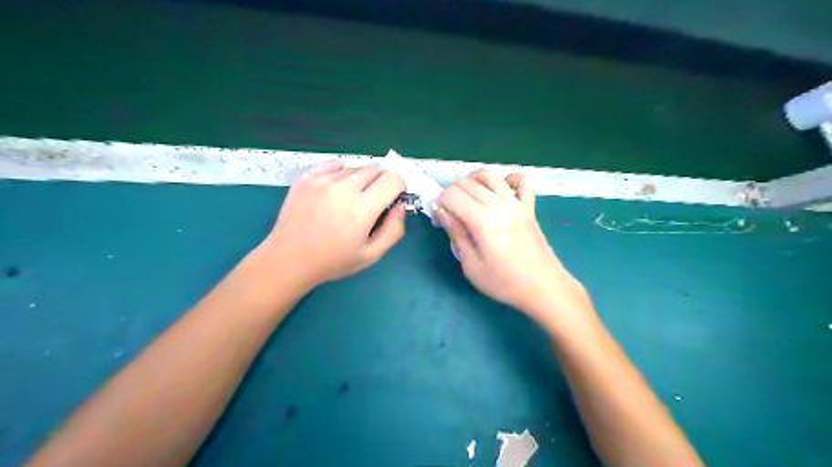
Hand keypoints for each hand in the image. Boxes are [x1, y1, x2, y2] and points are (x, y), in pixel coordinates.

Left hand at [259, 162, 404, 289]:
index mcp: (362, 209)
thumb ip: (394, 230)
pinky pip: (334, 166)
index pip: (393, 179)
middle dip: (381, 183)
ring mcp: (323, 180)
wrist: (288, 259)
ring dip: (360, 181)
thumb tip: (401, 206)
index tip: (392, 199)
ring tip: (348, 202)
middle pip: (376, 170)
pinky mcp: (307, 177)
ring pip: (355, 169)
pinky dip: (340, 175)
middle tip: (372, 203)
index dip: (399, 187)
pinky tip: (334, 192)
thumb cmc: (333, 261)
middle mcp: (344, 188)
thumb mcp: (371, 255)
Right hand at [436, 170, 582, 322]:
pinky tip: (502, 189)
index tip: (438, 218)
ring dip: (473, 180)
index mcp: (482, 220)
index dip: (439, 202)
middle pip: (468, 183)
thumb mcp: (471, 266)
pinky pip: (523, 181)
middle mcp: (499, 204)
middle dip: (451, 192)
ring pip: (491, 176)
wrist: (543, 287)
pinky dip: (510, 178)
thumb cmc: (504, 282)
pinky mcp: (529, 207)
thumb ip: (456, 235)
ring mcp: (516, 203)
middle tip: (449, 212)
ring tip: (467, 195)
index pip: (452, 195)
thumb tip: (442, 213)